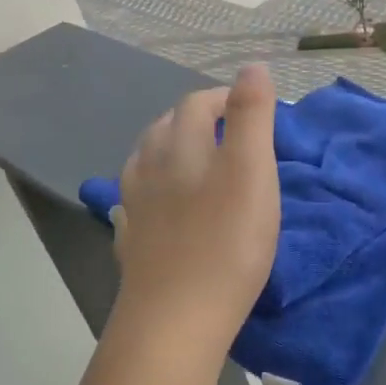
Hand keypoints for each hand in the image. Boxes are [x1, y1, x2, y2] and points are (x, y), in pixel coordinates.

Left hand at [110, 64, 280, 357]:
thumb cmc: (226, 241)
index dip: (225, 98)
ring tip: (197, 162)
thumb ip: (251, 115)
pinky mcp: (131, 239)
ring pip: (147, 160)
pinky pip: (138, 199)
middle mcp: (149, 165)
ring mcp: (134, 204)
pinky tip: (163, 204)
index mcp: (179, 144)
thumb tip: (251, 66)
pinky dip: (155, 188)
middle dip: (197, 120)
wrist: (175, 319)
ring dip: (172, 150)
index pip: (197, 102)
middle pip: (167, 126)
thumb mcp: (252, 170)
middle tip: (231, 135)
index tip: (254, 110)